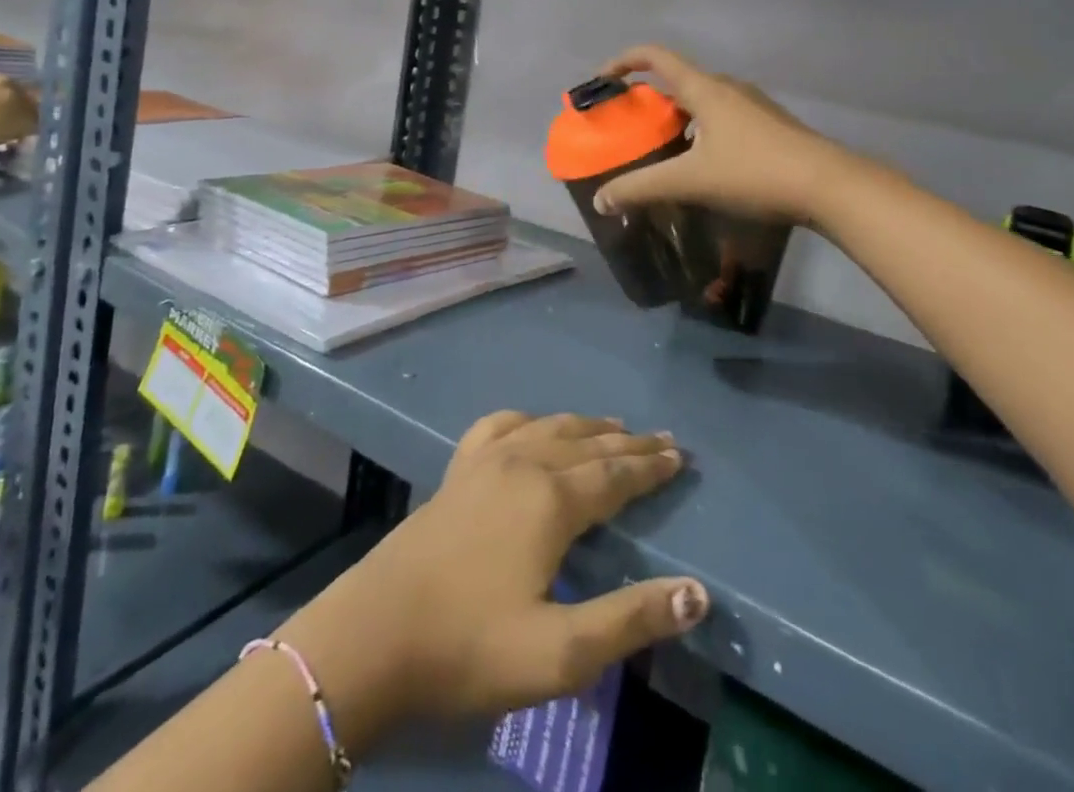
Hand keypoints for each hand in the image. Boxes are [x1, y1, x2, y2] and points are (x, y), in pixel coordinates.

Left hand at [276, 413, 707, 741]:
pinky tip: (529, 426)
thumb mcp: (559, 653)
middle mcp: (524, 464)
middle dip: (628, 442)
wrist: (375, 634)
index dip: (650, 466)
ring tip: (613, 426)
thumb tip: (698, 593)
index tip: (680, 456)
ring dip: (586, 426)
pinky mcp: (456, 471)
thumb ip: (629, 620)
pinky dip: (526, 420)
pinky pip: (499, 427)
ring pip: (548, 429)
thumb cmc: (470, 647)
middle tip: (662, 439)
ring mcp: (485, 462)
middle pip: (587, 444)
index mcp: (551, 501)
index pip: (615, 475)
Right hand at [591, 44, 845, 223]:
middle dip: (647, 100)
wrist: (830, 186)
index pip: (655, 56)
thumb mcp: (690, 181)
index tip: (601, 81)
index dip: (623, 61)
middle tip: (629, 129)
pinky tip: (701, 167)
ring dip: (675, 119)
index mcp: (705, 89)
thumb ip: (641, 188)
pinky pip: (720, 118)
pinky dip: (699, 132)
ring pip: (701, 102)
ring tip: (660, 152)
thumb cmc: (755, 172)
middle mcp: (728, 88)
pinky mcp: (768, 126)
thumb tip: (602, 200)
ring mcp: (752, 106)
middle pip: (677, 81)